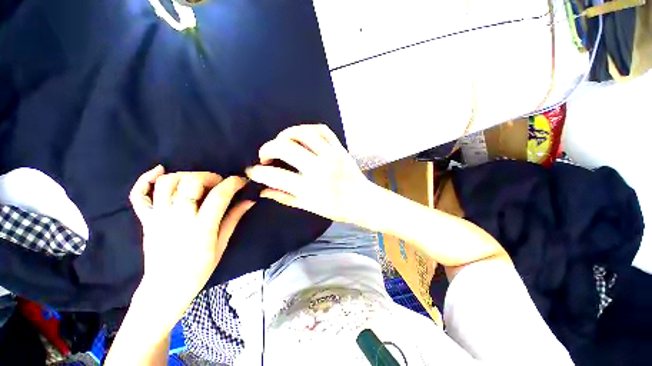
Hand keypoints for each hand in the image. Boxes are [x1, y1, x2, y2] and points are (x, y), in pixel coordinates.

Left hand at [129, 166, 253, 304]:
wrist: (165, 288)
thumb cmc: (198, 270)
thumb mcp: (222, 245)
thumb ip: (234, 219)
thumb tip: (249, 201)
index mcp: (201, 227)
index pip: (219, 195)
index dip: (233, 183)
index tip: (241, 181)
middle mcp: (178, 218)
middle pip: (191, 182)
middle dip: (209, 176)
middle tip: (219, 183)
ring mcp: (158, 218)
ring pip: (167, 183)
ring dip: (185, 175)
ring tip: (197, 181)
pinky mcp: (145, 220)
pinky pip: (139, 195)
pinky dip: (145, 179)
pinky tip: (159, 171)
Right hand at [245, 124, 371, 223]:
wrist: (362, 200)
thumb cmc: (336, 208)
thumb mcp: (309, 207)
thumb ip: (285, 197)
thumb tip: (263, 190)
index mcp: (310, 188)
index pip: (276, 176)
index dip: (258, 172)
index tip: (252, 171)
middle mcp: (319, 169)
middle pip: (286, 148)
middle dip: (267, 148)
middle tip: (265, 155)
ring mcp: (331, 155)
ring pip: (302, 133)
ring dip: (285, 135)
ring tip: (280, 143)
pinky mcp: (339, 147)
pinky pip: (321, 129)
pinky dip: (306, 129)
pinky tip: (300, 136)